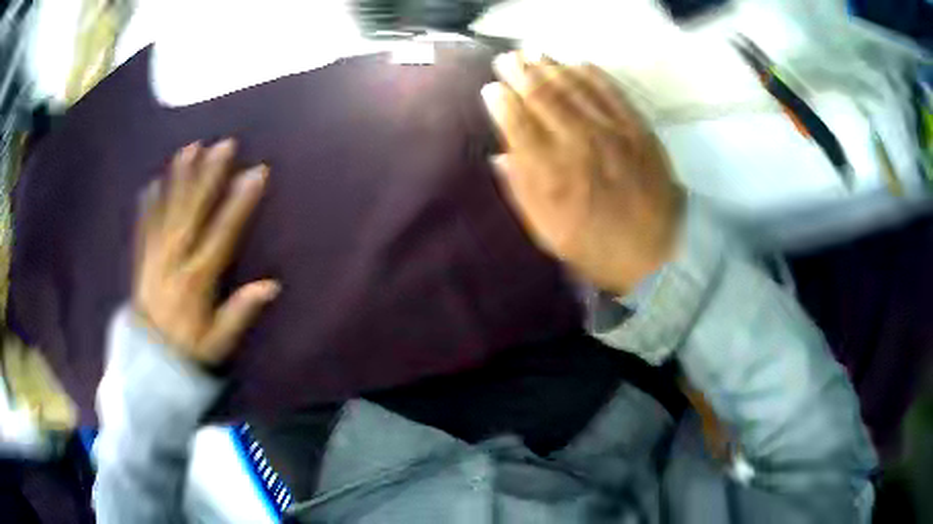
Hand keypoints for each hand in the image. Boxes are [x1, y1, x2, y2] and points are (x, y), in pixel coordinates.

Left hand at [133, 139, 278, 365]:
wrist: (148, 366)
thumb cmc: (188, 353)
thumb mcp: (219, 342)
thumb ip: (240, 312)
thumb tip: (271, 286)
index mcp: (198, 279)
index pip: (222, 233)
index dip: (239, 202)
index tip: (255, 173)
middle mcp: (175, 261)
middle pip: (193, 212)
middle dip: (209, 176)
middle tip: (222, 145)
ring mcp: (155, 259)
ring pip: (167, 212)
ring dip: (178, 180)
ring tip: (188, 150)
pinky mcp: (141, 263)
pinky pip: (143, 229)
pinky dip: (147, 206)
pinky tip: (151, 184)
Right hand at [481, 53, 682, 294]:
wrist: (651, 253)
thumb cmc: (592, 246)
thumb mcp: (545, 230)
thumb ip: (520, 189)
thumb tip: (499, 154)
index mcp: (550, 173)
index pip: (516, 122)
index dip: (500, 100)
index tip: (490, 89)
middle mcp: (577, 143)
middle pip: (542, 95)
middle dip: (520, 72)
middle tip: (507, 59)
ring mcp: (611, 131)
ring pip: (574, 86)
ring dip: (550, 66)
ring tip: (533, 53)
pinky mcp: (637, 128)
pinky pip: (611, 91)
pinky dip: (591, 73)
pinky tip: (576, 62)